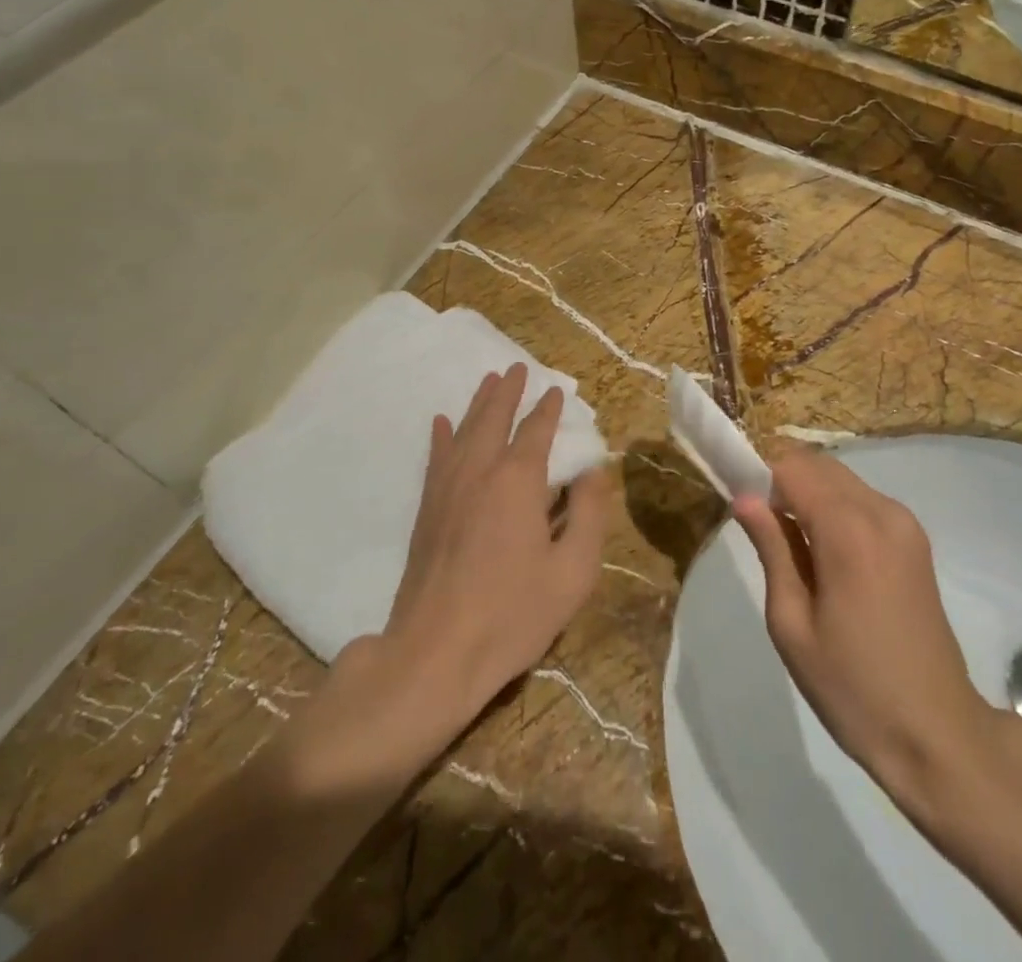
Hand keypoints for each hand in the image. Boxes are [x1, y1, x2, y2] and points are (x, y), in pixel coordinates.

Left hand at [283, 367, 609, 792]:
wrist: (435, 654)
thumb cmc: (513, 614)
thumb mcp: (573, 572)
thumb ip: (589, 515)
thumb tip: (593, 472)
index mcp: (518, 481)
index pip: (536, 432)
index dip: (549, 410)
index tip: (557, 391)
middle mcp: (480, 472)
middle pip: (494, 419)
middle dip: (508, 392)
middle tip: (516, 367)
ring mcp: (447, 489)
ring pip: (464, 432)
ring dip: (478, 404)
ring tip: (488, 381)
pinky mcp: (427, 511)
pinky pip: (436, 459)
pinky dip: (441, 437)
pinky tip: (442, 422)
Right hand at [732, 446, 998, 812]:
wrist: (937, 734)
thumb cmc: (852, 687)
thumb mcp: (792, 624)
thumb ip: (771, 549)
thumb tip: (744, 498)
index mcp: (848, 530)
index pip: (791, 468)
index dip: (759, 477)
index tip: (740, 506)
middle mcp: (881, 511)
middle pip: (818, 465)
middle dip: (783, 481)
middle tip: (761, 529)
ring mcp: (904, 523)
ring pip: (841, 479)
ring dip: (809, 492)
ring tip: (791, 544)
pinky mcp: (915, 539)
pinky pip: (863, 500)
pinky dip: (835, 507)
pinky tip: (825, 552)